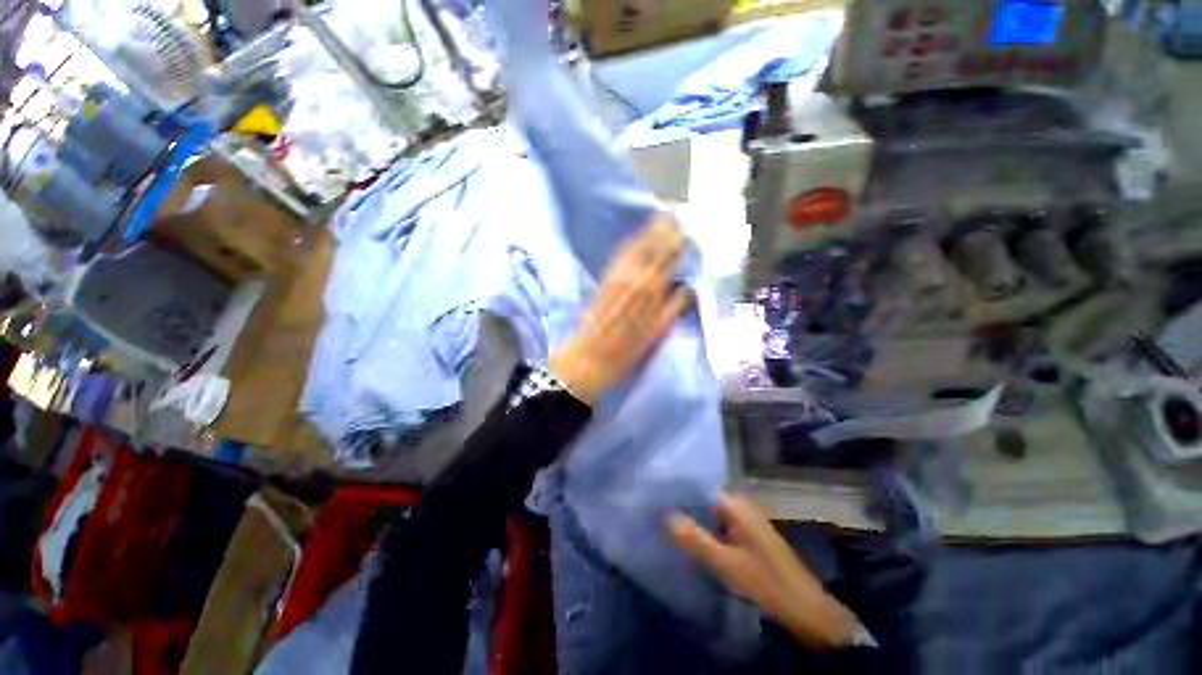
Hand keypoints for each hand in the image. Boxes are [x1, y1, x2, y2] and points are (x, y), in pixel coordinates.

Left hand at [550, 214, 692, 402]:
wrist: (589, 357)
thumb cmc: (625, 351)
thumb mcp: (657, 334)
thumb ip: (673, 307)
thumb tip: (686, 286)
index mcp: (651, 292)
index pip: (670, 259)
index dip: (680, 242)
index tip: (691, 229)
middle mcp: (635, 279)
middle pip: (654, 247)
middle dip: (667, 228)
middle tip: (679, 211)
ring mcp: (617, 277)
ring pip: (638, 247)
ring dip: (651, 229)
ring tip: (663, 214)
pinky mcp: (604, 280)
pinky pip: (620, 256)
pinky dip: (631, 242)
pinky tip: (637, 235)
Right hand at [669, 493, 866, 648]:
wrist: (809, 612)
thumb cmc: (768, 583)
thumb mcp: (727, 563)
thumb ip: (696, 539)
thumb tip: (664, 515)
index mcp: (738, 506)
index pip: (701, 488)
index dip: (679, 491)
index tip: (656, 495)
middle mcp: (742, 508)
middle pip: (705, 501)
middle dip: (684, 507)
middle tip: (656, 511)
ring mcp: (747, 523)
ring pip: (712, 516)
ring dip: (694, 521)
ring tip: (666, 524)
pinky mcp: (749, 539)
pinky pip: (721, 528)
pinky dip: (706, 533)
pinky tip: (690, 542)